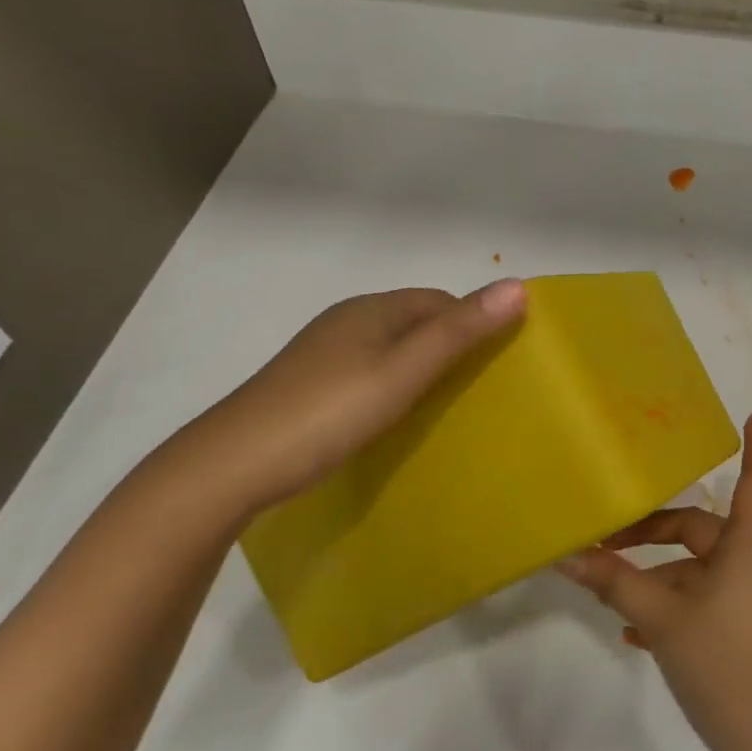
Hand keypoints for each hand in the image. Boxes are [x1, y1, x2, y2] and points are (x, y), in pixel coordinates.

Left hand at [184, 281, 526, 516]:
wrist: (233, 464)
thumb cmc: (329, 412)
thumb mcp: (403, 372)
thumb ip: (459, 333)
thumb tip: (518, 286)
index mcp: (372, 309)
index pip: (441, 300)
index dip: (475, 322)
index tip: (502, 361)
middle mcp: (348, 321)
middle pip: (417, 322)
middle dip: (452, 345)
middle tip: (482, 388)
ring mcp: (325, 354)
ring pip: (393, 349)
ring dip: (424, 367)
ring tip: (448, 405)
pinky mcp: (311, 385)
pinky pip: (370, 372)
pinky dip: (395, 385)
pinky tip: (398, 416)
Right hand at [560, 413, 751, 750]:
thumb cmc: (724, 664)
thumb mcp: (662, 618)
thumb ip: (615, 582)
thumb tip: (568, 555)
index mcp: (747, 547)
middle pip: (701, 529)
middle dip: (653, 531)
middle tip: (607, 538)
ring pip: (697, 569)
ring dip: (657, 574)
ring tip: (610, 587)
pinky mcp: (746, 629)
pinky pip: (704, 599)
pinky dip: (671, 602)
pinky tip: (634, 630)